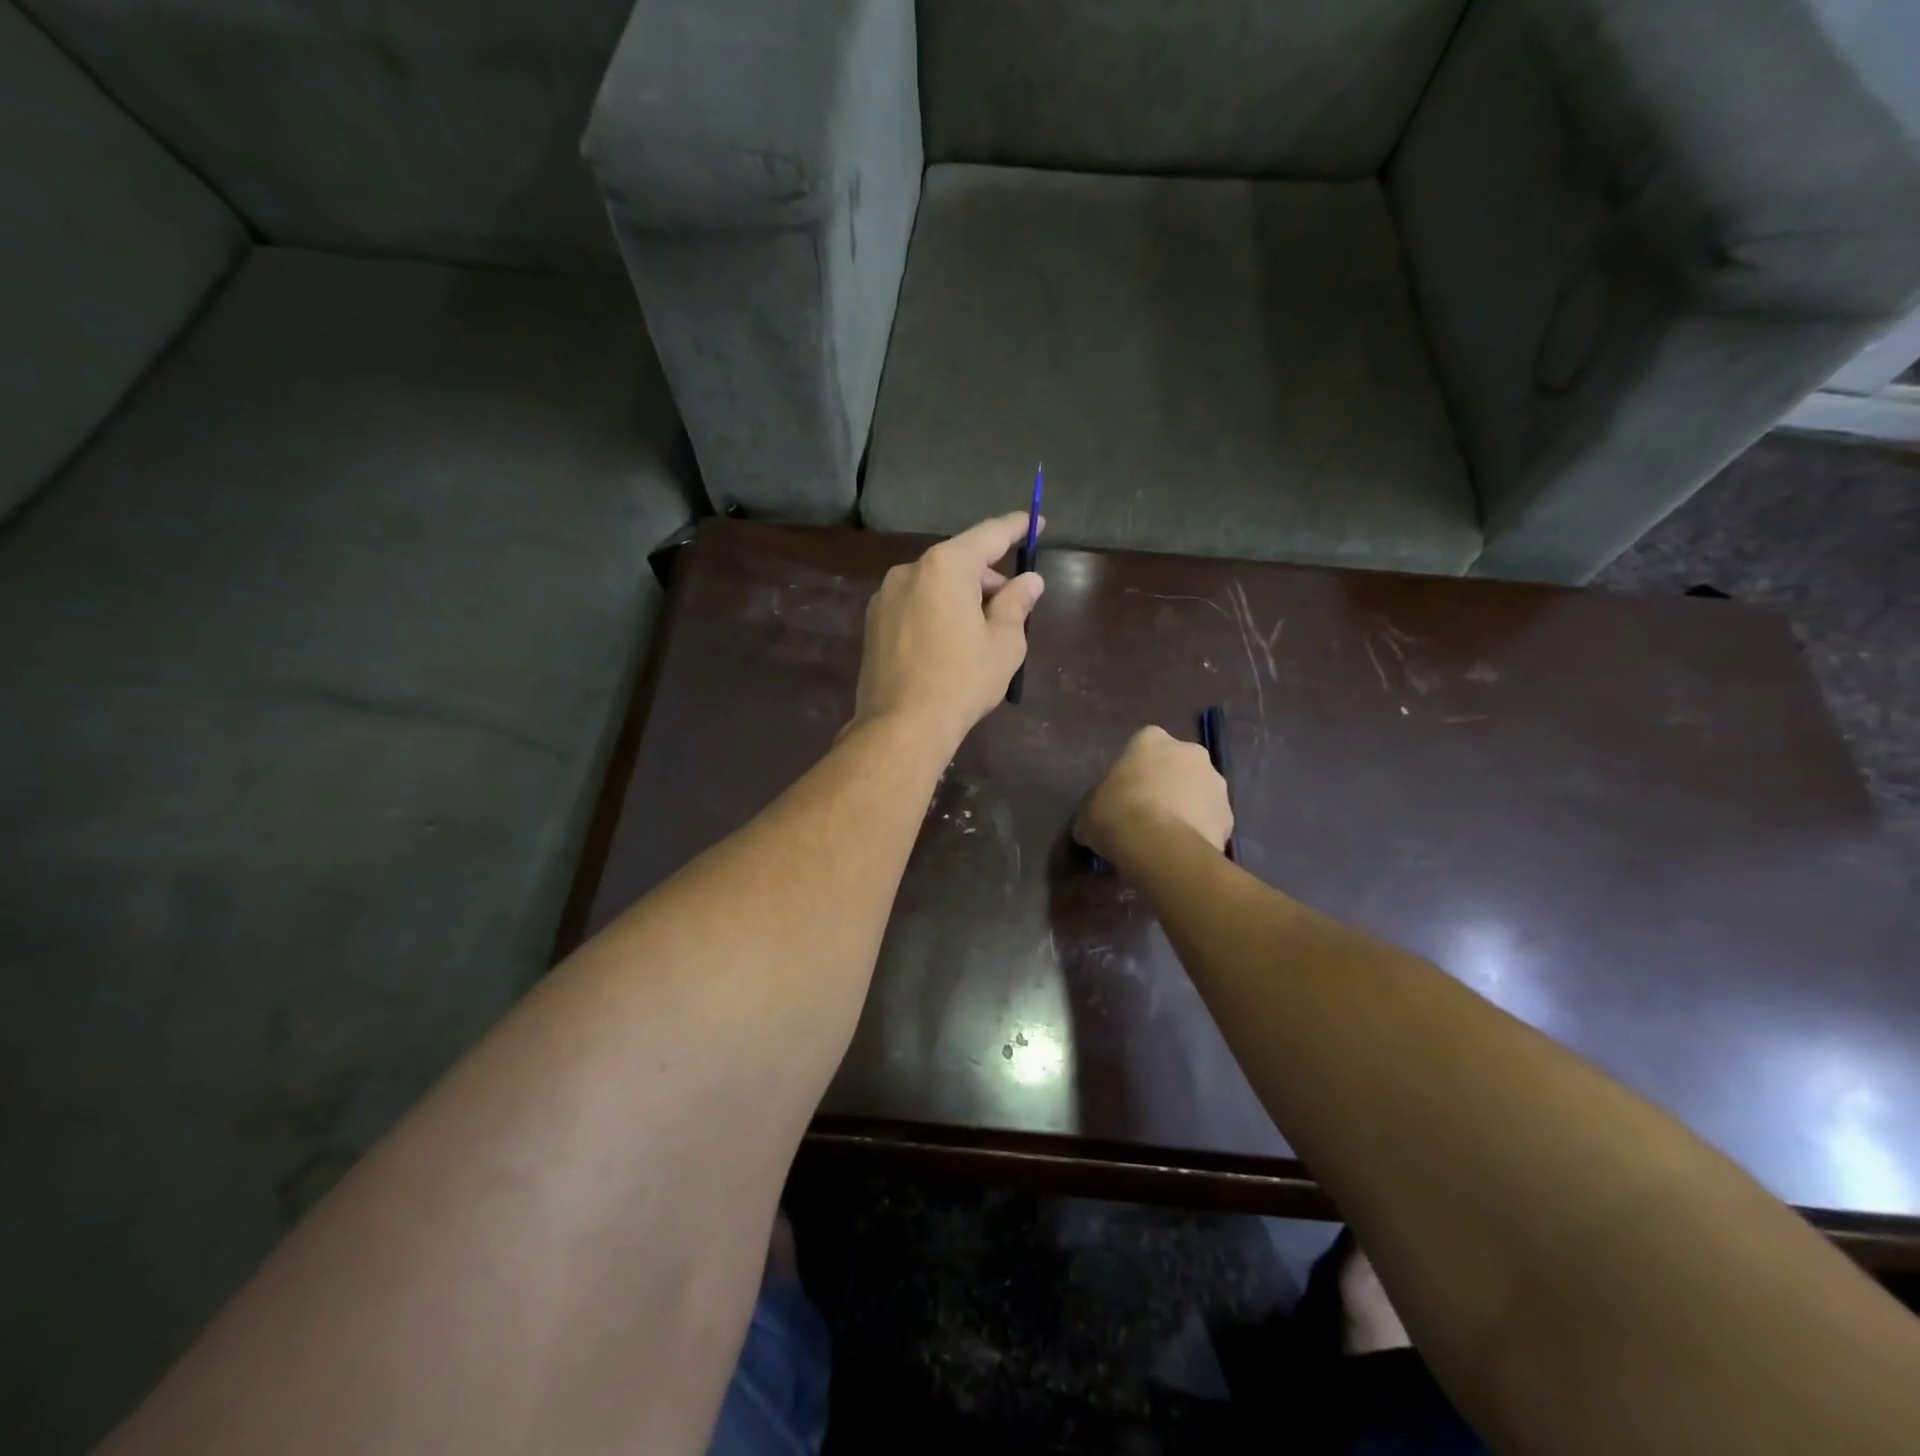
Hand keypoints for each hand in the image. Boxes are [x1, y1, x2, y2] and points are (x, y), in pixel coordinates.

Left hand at [853, 513, 1045, 745]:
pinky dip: (937, 611)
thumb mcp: (1004, 643)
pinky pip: (915, 604)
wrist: (901, 725)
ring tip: (979, 633)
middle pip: (959, 561)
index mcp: (946, 567)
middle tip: (1011, 607)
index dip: (1016, 527)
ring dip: (961, 596)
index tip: (1036, 522)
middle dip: (988, 578)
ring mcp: (885, 596)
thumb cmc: (962, 680)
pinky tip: (947, 644)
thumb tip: (1029, 581)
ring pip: (935, 584)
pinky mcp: (873, 623)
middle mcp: (909, 571)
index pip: (989, 535)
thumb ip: (1017, 603)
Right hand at [1075, 726, 1232, 864]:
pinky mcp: (1229, 814)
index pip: (1143, 746)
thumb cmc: (1116, 814)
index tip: (1125, 793)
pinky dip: (1200, 830)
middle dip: (1167, 784)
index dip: (1135, 770)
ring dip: (1187, 806)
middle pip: (1177, 765)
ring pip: (1198, 791)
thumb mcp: (1089, 810)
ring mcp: (1215, 781)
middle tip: (1148, 813)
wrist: (1160, 847)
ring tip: (1167, 836)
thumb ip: (1097, 805)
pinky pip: (1211, 819)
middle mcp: (1189, 751)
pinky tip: (1182, 849)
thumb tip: (1093, 822)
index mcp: (1151, 739)